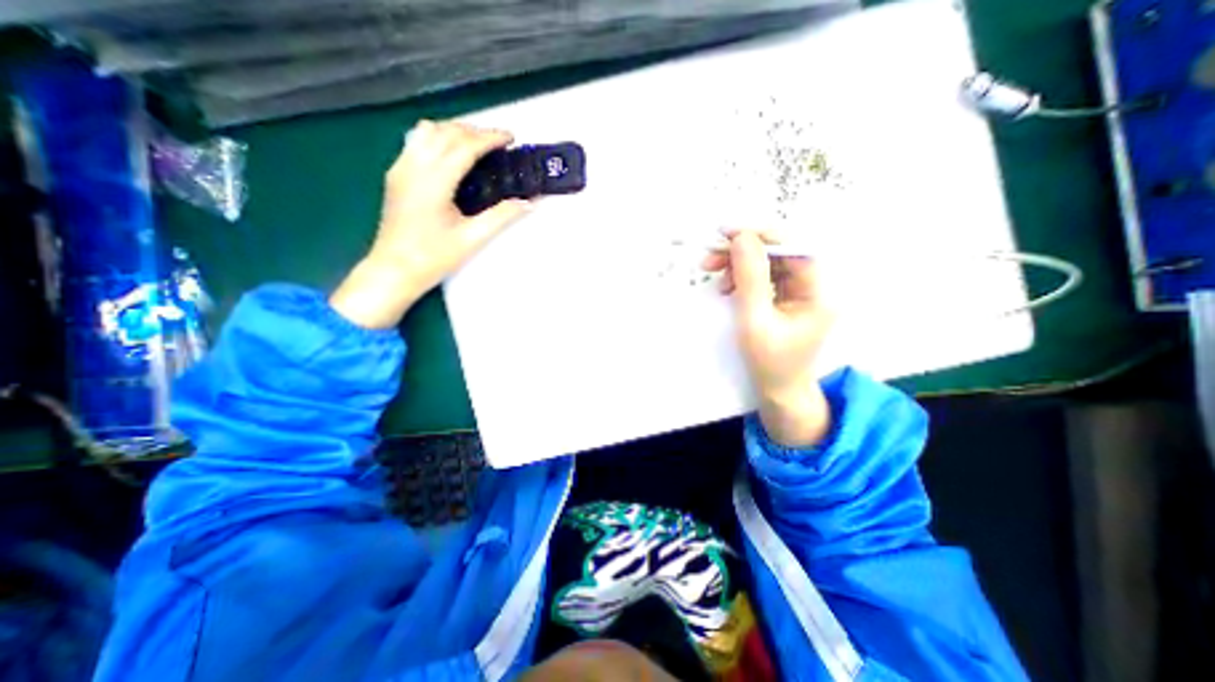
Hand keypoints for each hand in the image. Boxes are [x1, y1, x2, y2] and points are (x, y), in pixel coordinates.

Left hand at [328, 119, 533, 329]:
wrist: (394, 269)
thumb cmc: (434, 257)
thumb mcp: (473, 238)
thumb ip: (502, 216)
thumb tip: (529, 203)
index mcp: (434, 181)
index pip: (465, 146)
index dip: (490, 138)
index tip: (511, 138)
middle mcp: (414, 166)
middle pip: (445, 132)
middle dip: (475, 131)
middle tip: (499, 143)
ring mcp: (401, 168)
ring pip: (427, 131)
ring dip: (454, 130)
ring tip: (477, 145)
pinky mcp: (395, 175)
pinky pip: (416, 142)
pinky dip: (438, 138)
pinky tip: (451, 156)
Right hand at [704, 230, 835, 446]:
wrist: (777, 391)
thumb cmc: (768, 363)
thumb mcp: (754, 321)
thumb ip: (749, 278)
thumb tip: (742, 238)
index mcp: (817, 293)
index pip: (794, 249)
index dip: (762, 236)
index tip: (728, 233)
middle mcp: (813, 287)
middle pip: (779, 254)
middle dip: (743, 252)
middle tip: (711, 256)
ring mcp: (799, 293)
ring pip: (768, 264)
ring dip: (738, 264)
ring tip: (713, 274)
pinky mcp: (785, 299)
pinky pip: (763, 278)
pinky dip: (741, 278)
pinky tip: (726, 287)